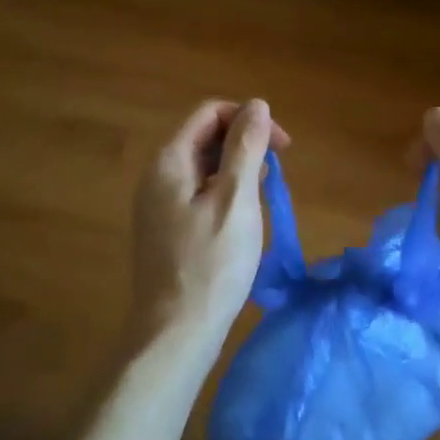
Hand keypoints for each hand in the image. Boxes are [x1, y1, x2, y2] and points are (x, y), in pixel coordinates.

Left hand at [130, 99, 288, 355]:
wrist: (174, 334)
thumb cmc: (211, 264)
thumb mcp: (236, 199)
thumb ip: (246, 148)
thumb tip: (257, 105)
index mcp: (170, 161)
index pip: (210, 113)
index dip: (248, 119)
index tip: (283, 147)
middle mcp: (156, 176)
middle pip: (203, 137)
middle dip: (244, 143)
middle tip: (276, 173)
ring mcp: (157, 205)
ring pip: (202, 167)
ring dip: (236, 169)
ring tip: (263, 196)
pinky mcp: (164, 230)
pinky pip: (197, 193)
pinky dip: (224, 193)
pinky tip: (242, 219)